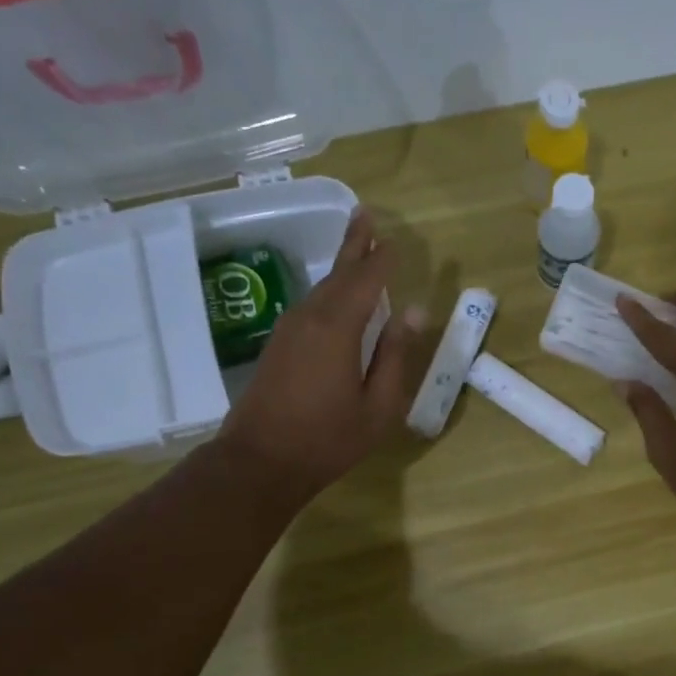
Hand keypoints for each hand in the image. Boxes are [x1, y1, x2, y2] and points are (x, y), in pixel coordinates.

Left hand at [217, 211, 412, 500]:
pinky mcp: (279, 345)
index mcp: (339, 329)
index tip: (395, 240)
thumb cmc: (329, 438)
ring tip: (358, 248)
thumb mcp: (379, 405)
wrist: (260, 461)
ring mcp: (290, 330)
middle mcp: (311, 318)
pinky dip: (330, 291)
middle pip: (338, 273)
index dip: (382, 259)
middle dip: (355, 244)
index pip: (366, 281)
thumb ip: (396, 355)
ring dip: (341, 266)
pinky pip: (311, 305)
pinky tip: (337, 297)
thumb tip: (414, 312)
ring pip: (322, 288)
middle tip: (366, 215)